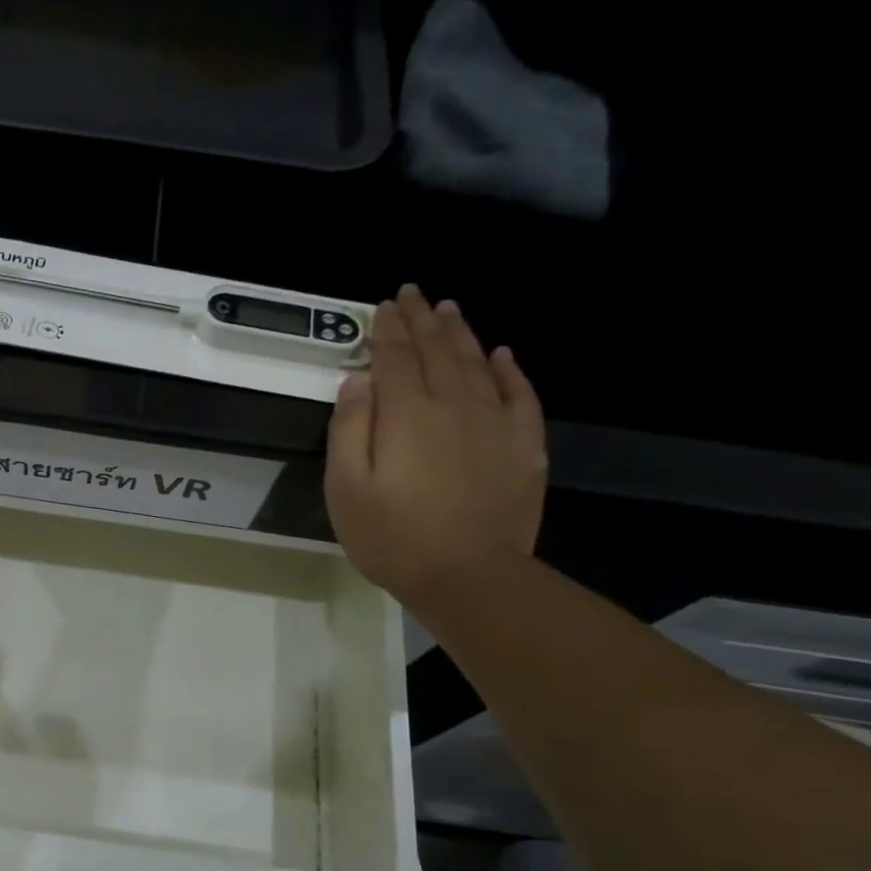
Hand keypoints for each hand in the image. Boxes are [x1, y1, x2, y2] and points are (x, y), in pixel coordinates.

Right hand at [324, 285, 546, 612]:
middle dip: (421, 320)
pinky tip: (503, 354)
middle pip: (436, 350)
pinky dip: (510, 369)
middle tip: (413, 294)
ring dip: (460, 333)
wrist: (468, 575)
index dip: (385, 329)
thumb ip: (348, 429)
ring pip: (477, 362)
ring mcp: (495, 422)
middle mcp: (454, 403)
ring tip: (449, 311)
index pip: (393, 357)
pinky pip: (520, 393)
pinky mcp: (524, 444)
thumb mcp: (345, 488)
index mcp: (406, 413)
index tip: (381, 306)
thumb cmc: (392, 536)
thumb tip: (357, 380)